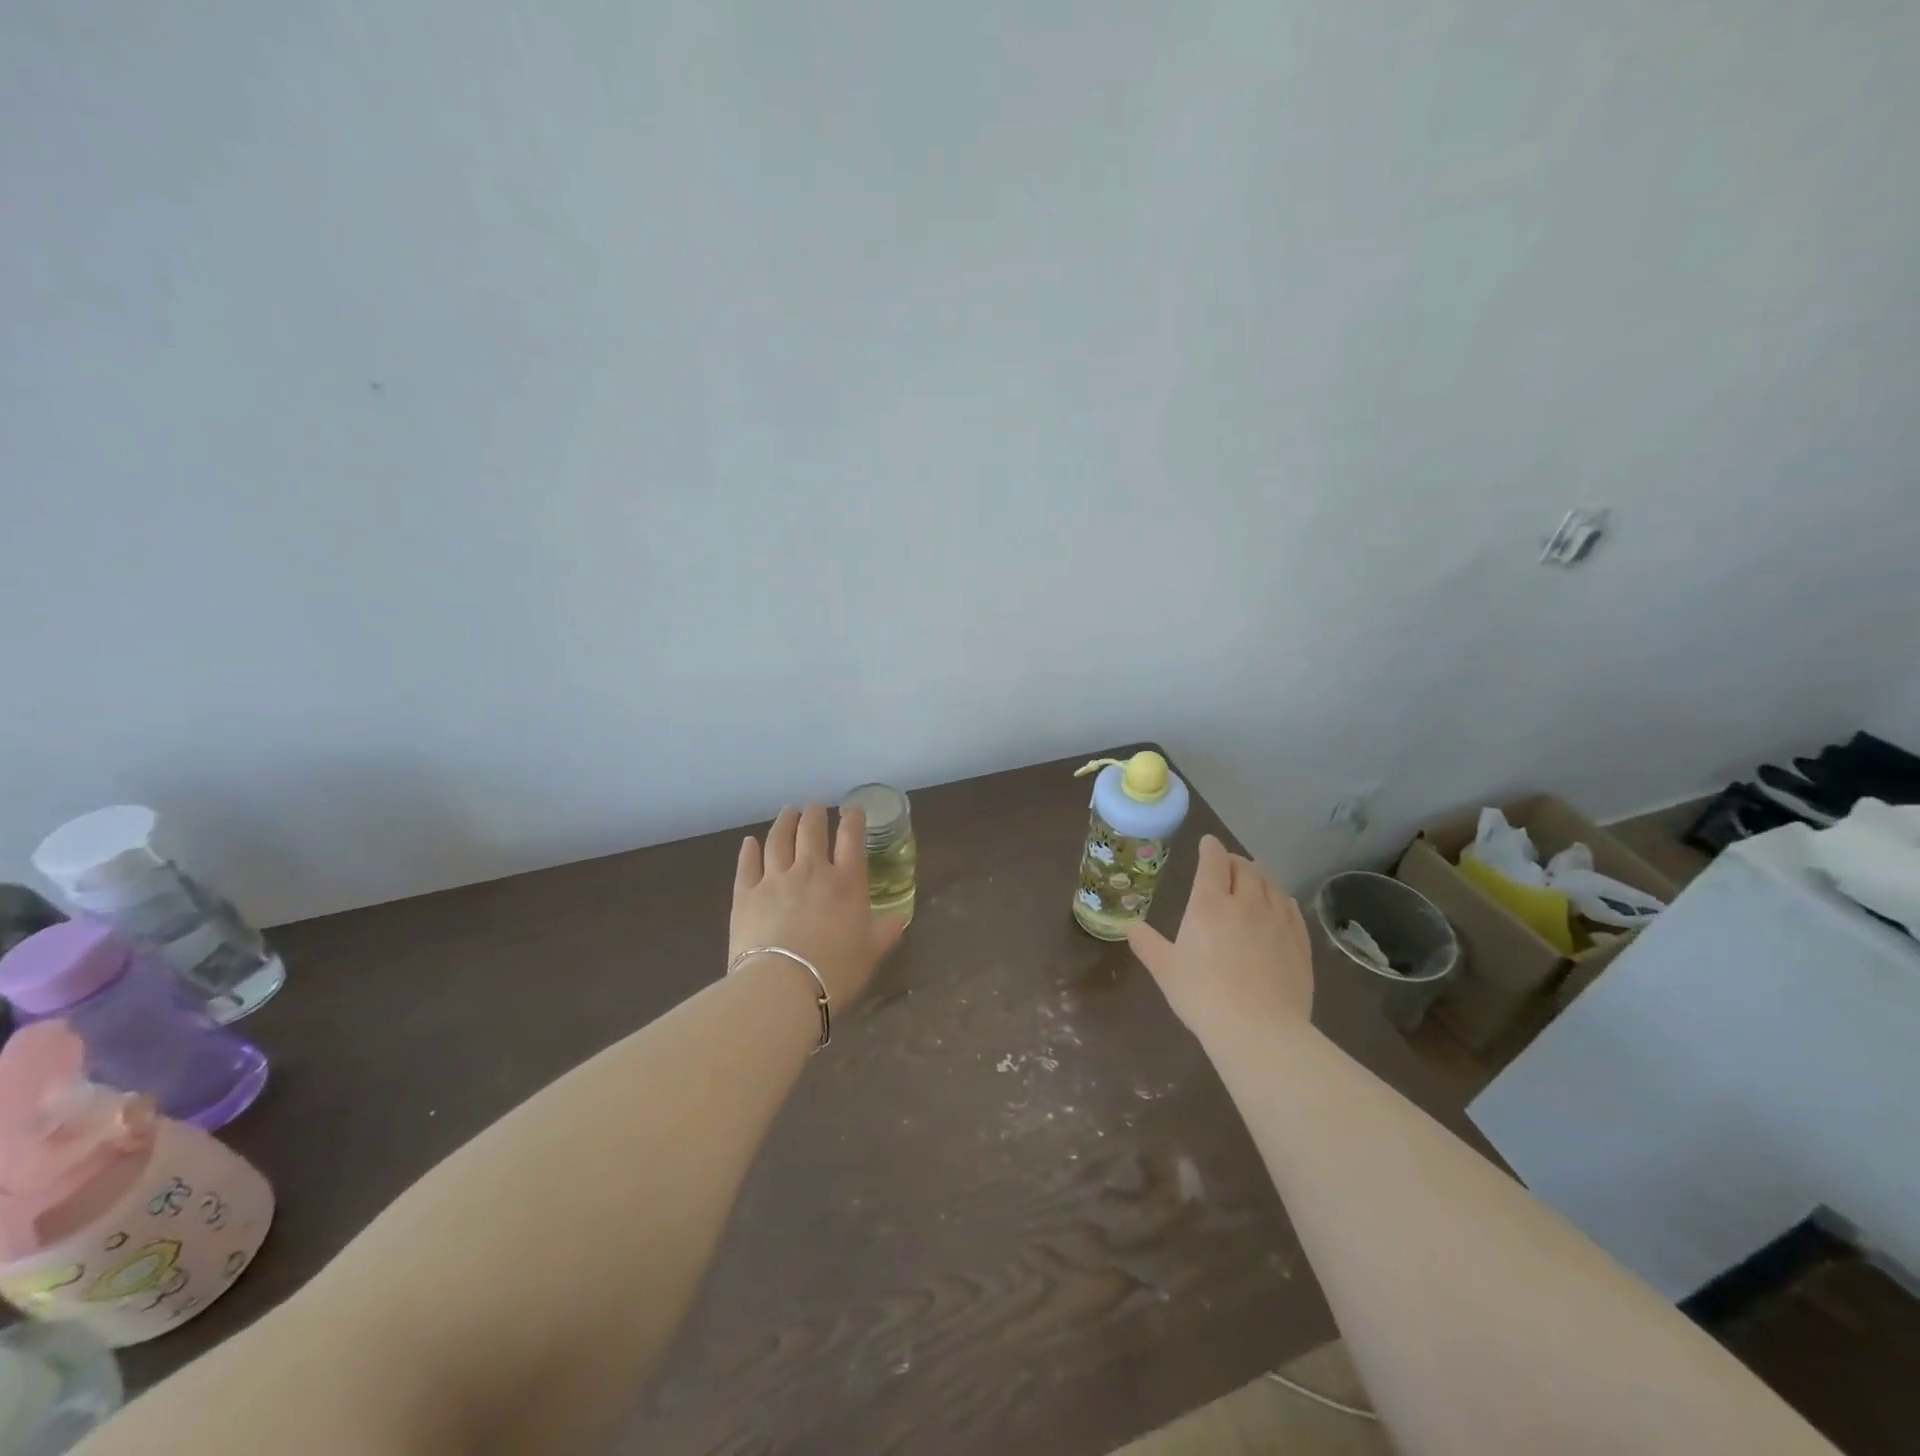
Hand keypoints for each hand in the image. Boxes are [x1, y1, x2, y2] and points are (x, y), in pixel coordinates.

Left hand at [729, 804, 906, 1006]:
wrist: (782, 987)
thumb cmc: (836, 971)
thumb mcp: (871, 953)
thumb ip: (886, 931)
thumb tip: (901, 917)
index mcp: (847, 882)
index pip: (851, 838)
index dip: (853, 819)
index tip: (852, 808)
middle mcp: (811, 870)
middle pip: (812, 831)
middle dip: (815, 814)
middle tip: (815, 806)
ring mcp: (775, 878)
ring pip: (779, 840)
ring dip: (784, 822)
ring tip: (788, 812)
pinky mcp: (745, 893)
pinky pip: (747, 863)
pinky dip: (748, 850)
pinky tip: (749, 842)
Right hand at [1127, 835, 1312, 1034]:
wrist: (1260, 1031)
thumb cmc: (1203, 996)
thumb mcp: (1165, 970)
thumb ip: (1147, 944)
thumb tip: (1130, 927)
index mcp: (1210, 904)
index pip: (1213, 861)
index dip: (1210, 848)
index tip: (1207, 843)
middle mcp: (1246, 902)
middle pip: (1245, 867)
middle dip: (1234, 860)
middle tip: (1226, 864)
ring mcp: (1278, 920)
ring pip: (1270, 883)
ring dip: (1258, 874)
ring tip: (1252, 878)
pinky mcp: (1300, 941)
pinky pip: (1290, 907)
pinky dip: (1279, 897)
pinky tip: (1277, 904)